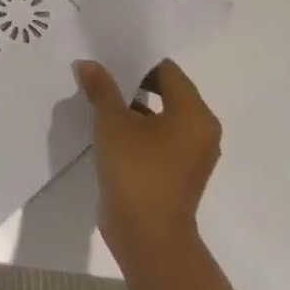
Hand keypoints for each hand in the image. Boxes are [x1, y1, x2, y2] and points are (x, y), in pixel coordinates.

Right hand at [75, 59, 219, 265]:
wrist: (148, 236)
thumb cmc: (137, 168)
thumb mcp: (112, 120)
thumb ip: (101, 88)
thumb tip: (88, 64)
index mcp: (194, 114)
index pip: (167, 71)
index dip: (137, 59)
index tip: (108, 54)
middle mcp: (200, 132)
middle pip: (166, 91)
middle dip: (132, 80)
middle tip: (99, 70)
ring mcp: (189, 155)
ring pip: (159, 115)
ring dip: (131, 105)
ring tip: (97, 94)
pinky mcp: (175, 172)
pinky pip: (156, 137)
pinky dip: (135, 127)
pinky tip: (104, 124)